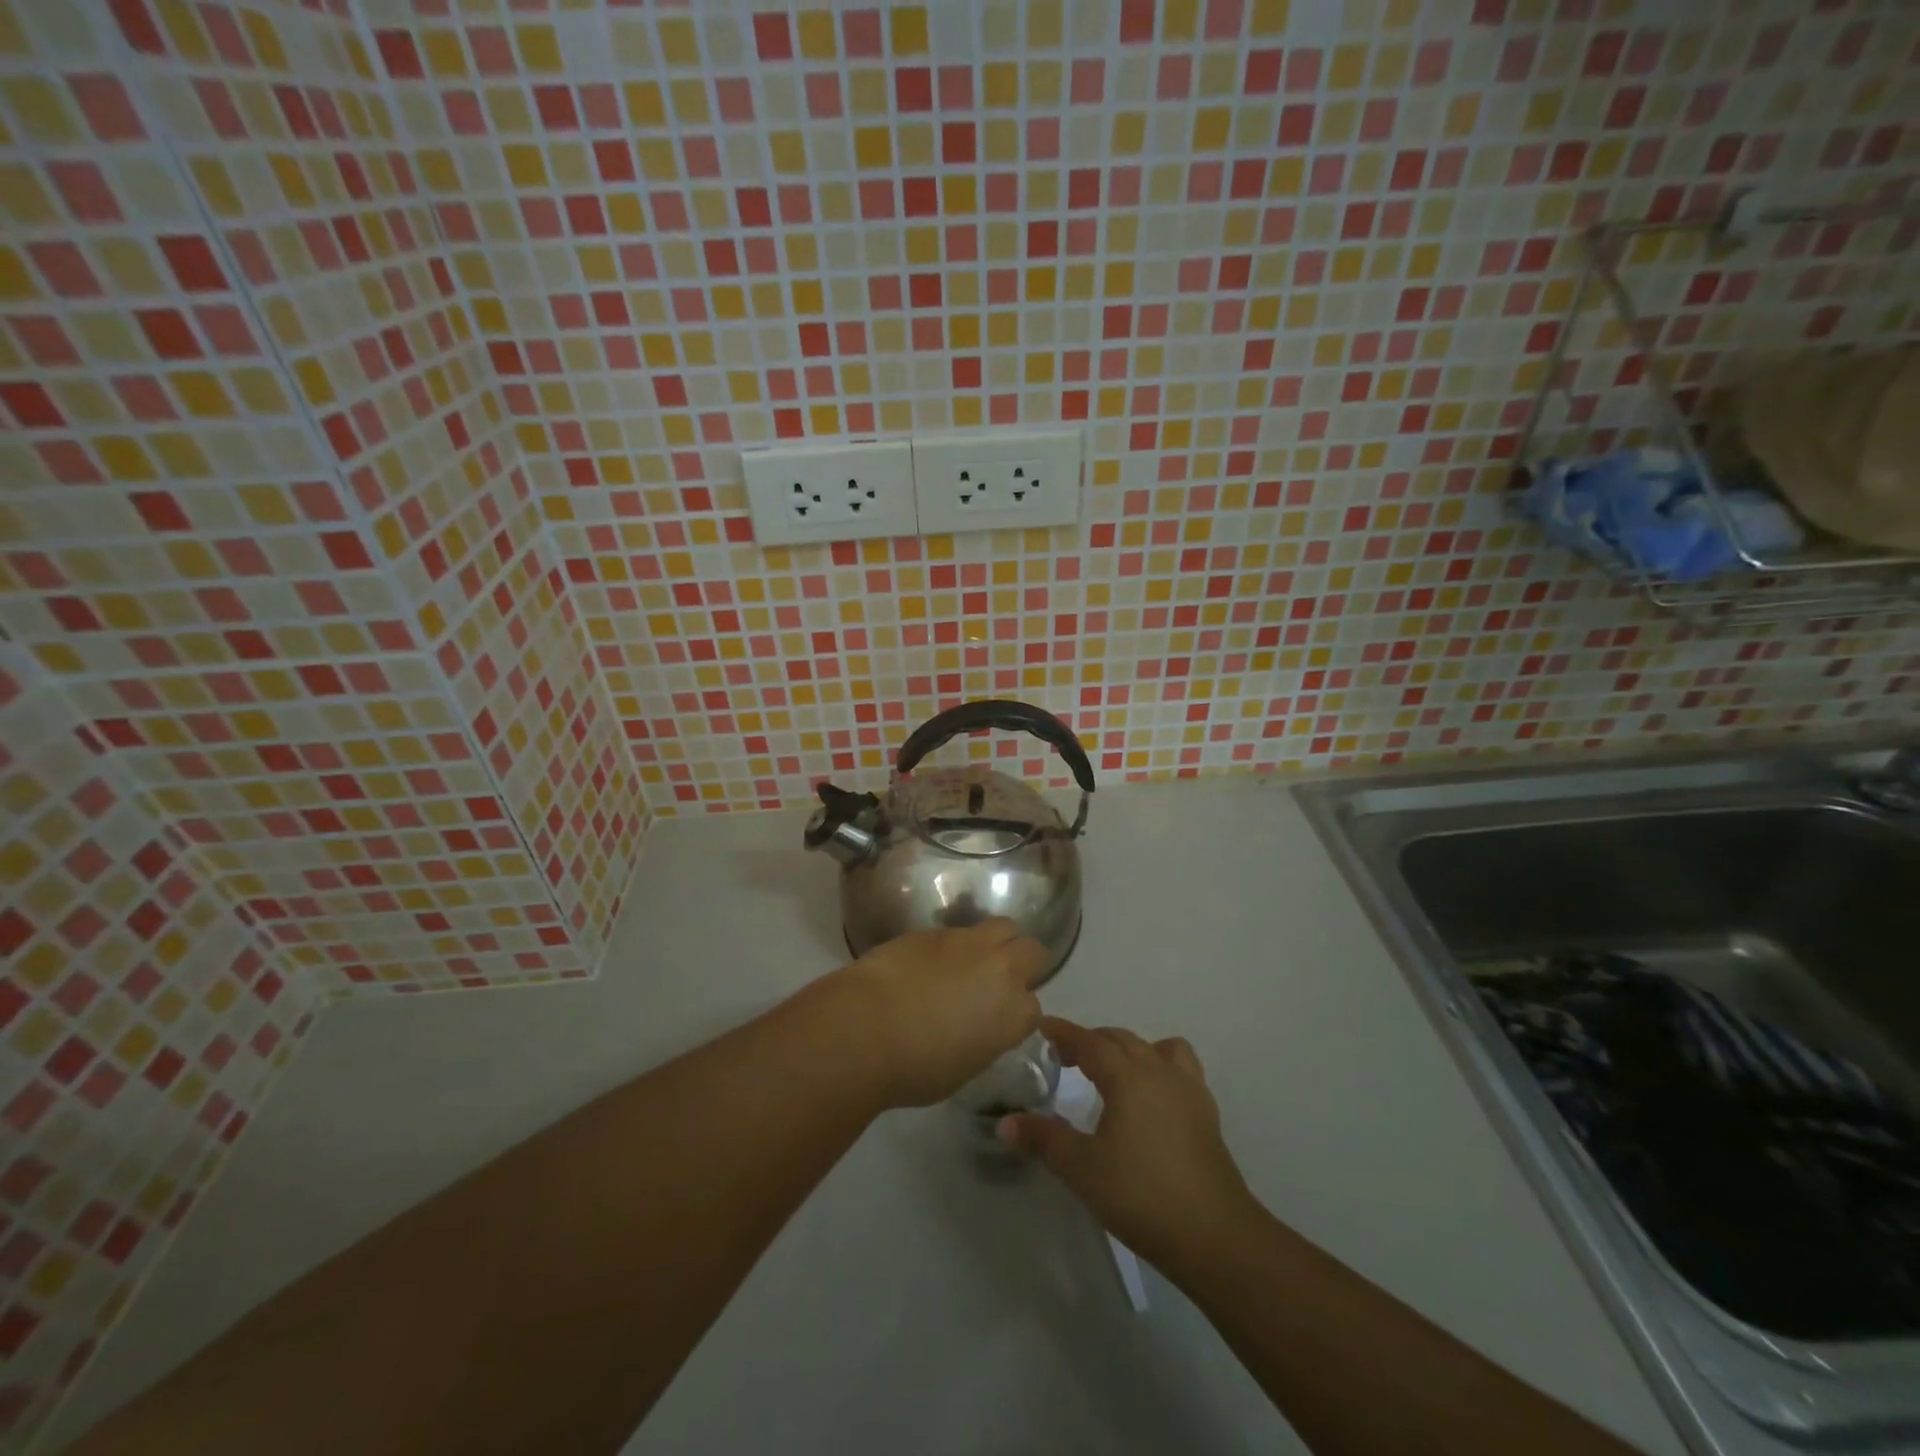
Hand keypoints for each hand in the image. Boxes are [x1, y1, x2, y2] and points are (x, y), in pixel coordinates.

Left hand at [825, 920, 1046, 1109]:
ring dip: (994, 943)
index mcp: (1013, 1013)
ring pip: (1002, 926)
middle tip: (997, 982)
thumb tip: (976, 1027)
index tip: (999, 1022)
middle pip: (1032, 950)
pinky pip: (957, 931)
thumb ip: (983, 1040)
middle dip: (1022, 963)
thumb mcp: (963, 1068)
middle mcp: (1000, 969)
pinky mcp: (934, 929)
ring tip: (971, 962)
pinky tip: (930, 964)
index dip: (1016, 1014)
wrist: (865, 1027)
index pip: (1033, 1008)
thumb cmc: (914, 1068)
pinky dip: (952, 946)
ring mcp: (967, 943)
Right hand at [999, 1017, 1255, 1273]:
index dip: (1064, 1033)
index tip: (1043, 1027)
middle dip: (1091, 1041)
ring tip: (1113, 1071)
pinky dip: (1159, 1067)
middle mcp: (1158, 1070)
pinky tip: (1151, 1097)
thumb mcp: (1082, 1169)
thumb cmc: (1141, 1195)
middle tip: (1066, 1057)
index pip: (1090, 1041)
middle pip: (1121, 1039)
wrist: (1214, 1235)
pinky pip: (1180, 1069)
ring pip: (1155, 1048)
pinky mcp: (1206, 1112)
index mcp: (1127, 1075)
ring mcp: (1188, 1089)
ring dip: (1129, 1049)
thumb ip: (1043, 1139)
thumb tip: (1005, 1123)